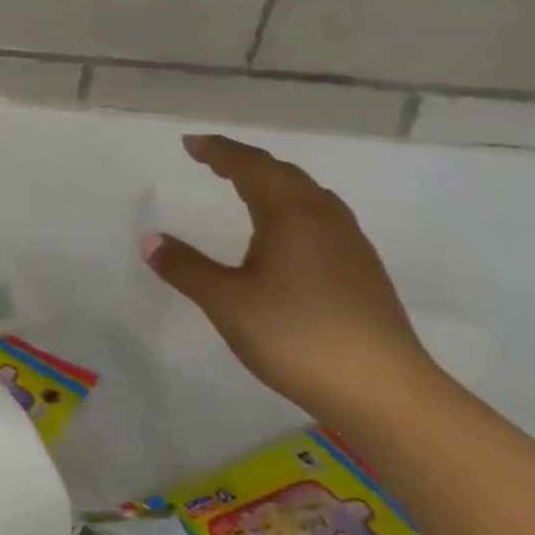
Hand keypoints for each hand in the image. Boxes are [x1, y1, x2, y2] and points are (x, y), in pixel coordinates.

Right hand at [143, 135, 445, 424]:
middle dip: (246, 163)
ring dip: (273, 184)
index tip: (191, 143)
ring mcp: (350, 247)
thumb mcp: (225, 300)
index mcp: (292, 216)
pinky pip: (321, 219)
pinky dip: (291, 208)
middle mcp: (326, 221)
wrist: (383, 392)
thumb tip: (150, 239)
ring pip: (309, 197)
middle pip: (285, 176)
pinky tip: (283, 234)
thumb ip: (185, 267)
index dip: (220, 151)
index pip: (252, 168)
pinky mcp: (362, 273)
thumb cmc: (295, 335)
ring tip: (245, 188)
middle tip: (212, 160)